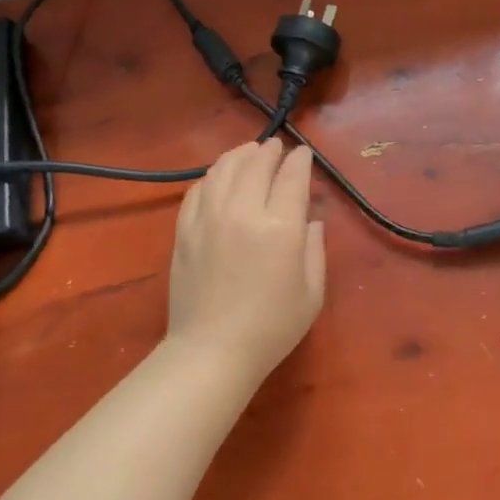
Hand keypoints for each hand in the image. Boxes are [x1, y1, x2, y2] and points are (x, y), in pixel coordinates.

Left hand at [166, 139, 326, 382]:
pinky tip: (218, 177)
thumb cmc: (271, 328)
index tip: (304, 153)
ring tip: (248, 151)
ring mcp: (208, 218)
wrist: (212, 351)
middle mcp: (243, 212)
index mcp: (280, 228)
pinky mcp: (185, 230)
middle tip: (276, 147)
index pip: (291, 178)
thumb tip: (311, 221)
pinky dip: (212, 176)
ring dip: (239, 155)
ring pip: (223, 169)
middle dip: (269, 151)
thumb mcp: (311, 293)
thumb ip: (315, 250)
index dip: (300, 161)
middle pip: (256, 165)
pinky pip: (198, 189)